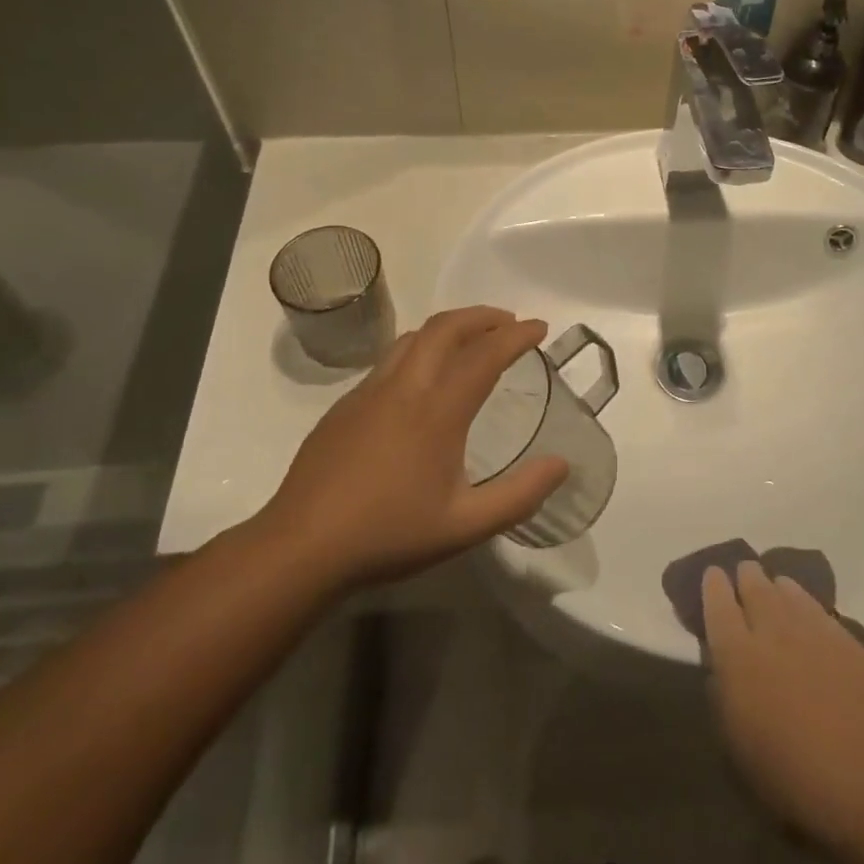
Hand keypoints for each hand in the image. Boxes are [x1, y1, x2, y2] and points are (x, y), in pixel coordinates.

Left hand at [251, 307, 568, 591]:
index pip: (485, 354)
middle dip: (482, 316)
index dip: (517, 336)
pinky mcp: (344, 406)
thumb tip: (561, 465)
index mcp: (437, 411)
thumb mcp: (465, 526)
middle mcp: (403, 388)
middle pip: (445, 328)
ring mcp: (368, 392)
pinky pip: (389, 360)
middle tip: (508, 323)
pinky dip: (418, 350)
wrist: (301, 547)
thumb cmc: (389, 535)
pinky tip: (421, 380)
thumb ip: (520, 495)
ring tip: (469, 340)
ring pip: (412, 337)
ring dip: (448, 328)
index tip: (540, 327)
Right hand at [704, 562, 863, 853]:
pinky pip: (819, 609)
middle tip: (744, 575)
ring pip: (789, 590)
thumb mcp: (737, 749)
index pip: (717, 602)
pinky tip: (809, 614)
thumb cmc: (792, 779)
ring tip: (776, 588)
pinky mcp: (849, 639)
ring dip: (777, 587)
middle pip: (754, 585)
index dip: (712, 585)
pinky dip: (807, 604)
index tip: (713, 575)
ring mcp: (814, 630)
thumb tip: (720, 670)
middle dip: (746, 576)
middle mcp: (772, 630)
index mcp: (737, 655)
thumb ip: (723, 698)